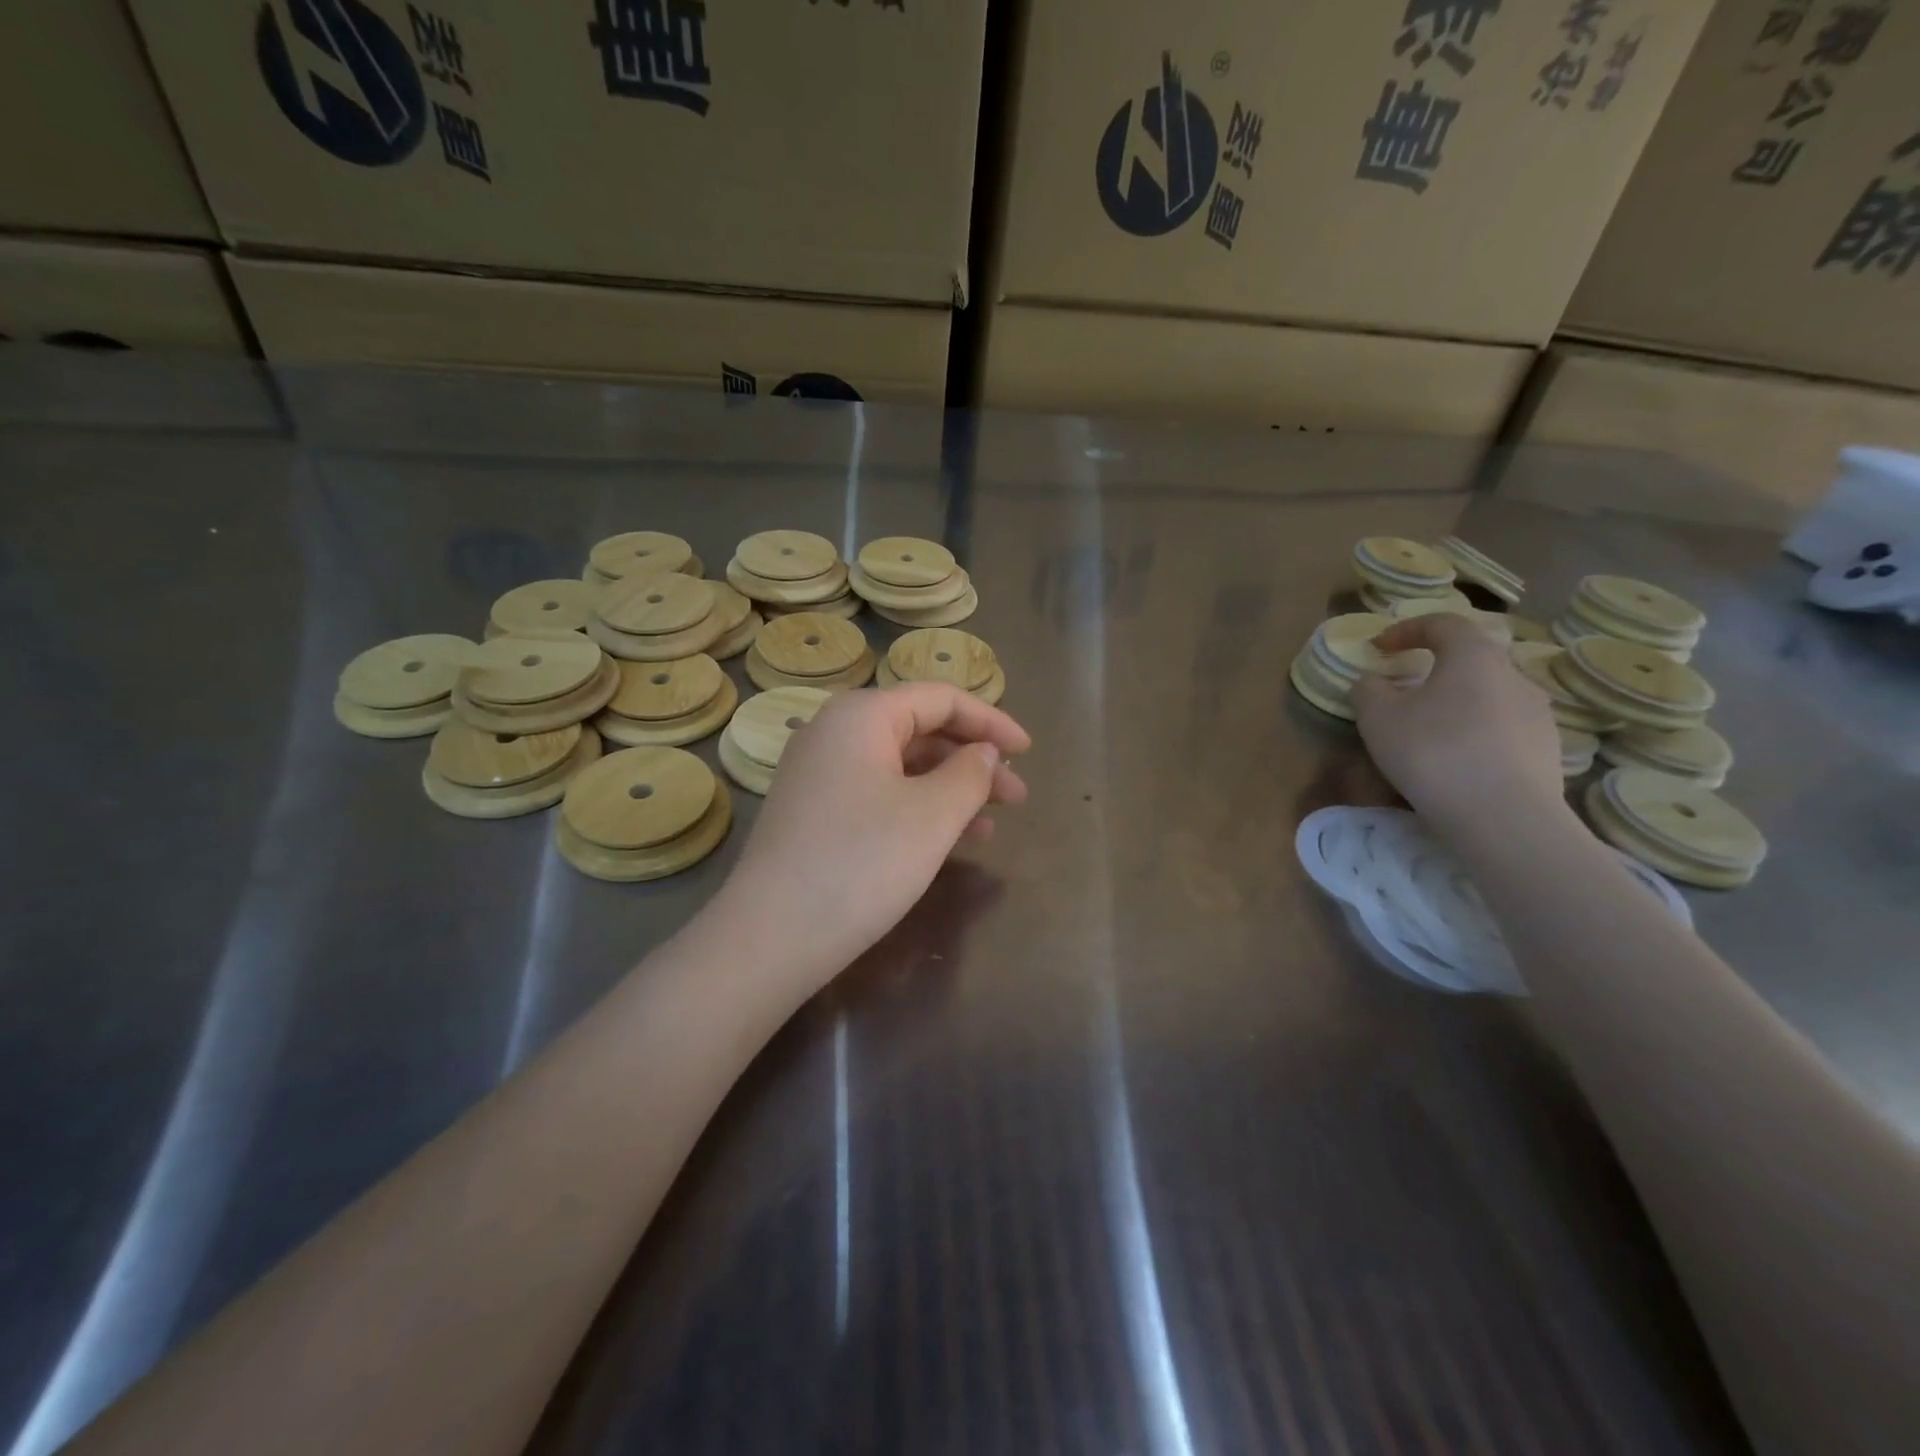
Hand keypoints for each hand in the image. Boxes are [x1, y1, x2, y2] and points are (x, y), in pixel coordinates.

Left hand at [719, 683, 1029, 985]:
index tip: (1028, 752)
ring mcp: (819, 773)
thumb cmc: (862, 862)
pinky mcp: (813, 812)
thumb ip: (971, 773)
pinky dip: (917, 808)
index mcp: (862, 715)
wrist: (772, 936)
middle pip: (920, 730)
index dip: (991, 722)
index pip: (940, 698)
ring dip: (950, 789)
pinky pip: (878, 793)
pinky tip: (947, 840)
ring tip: (991, 825)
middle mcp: (835, 732)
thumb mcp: (933, 815)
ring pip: (901, 766)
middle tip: (1017, 797)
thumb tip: (983, 752)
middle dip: (973, 760)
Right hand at [1349, 615, 1564, 833]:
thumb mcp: (1377, 718)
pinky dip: (1476, 732)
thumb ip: (1369, 690)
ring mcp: (1538, 713)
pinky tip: (1457, 760)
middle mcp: (1514, 675)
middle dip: (1435, 667)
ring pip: (1489, 695)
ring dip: (1457, 702)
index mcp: (1473, 656)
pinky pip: (1503, 728)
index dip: (1407, 629)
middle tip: (1406, 689)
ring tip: (1429, 730)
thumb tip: (1374, 681)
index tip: (1379, 648)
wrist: (1504, 817)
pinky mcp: (1547, 749)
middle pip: (1471, 658)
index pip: (1442, 623)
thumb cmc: (1433, 752)